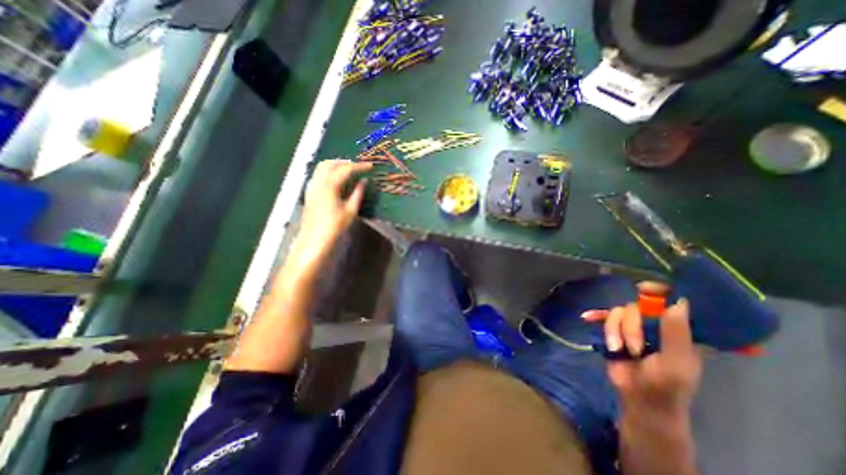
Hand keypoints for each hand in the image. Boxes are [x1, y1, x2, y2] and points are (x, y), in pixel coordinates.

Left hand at [295, 158, 371, 262]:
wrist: (314, 238)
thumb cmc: (335, 226)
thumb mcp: (351, 210)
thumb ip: (358, 193)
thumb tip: (364, 181)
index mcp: (330, 186)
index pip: (346, 169)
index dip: (359, 166)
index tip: (370, 166)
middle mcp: (318, 182)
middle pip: (331, 163)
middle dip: (345, 162)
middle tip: (358, 167)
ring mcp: (312, 186)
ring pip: (322, 167)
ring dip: (336, 165)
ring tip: (349, 171)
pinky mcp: (309, 192)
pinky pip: (318, 175)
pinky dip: (329, 172)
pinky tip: (336, 180)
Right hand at [586, 296, 703, 414]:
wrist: (639, 398)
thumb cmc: (666, 385)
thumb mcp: (676, 361)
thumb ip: (676, 333)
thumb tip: (678, 301)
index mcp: (677, 328)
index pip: (672, 300)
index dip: (659, 290)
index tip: (644, 288)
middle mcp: (655, 323)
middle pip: (636, 305)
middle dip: (630, 326)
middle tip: (635, 348)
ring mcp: (633, 326)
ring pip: (617, 312)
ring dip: (614, 331)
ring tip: (619, 349)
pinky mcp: (615, 330)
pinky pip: (603, 316)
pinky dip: (595, 316)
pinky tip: (586, 317)